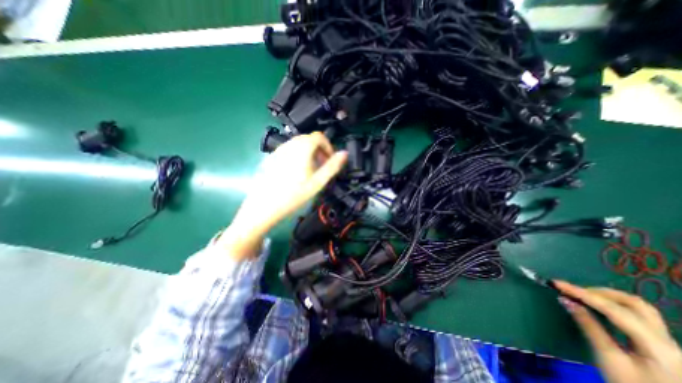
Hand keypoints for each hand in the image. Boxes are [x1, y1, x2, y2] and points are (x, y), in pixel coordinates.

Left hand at [218, 131, 346, 260]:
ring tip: (310, 172)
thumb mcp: (317, 182)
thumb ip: (332, 167)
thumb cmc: (293, 195)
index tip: (330, 161)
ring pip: (299, 145)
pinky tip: (295, 173)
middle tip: (321, 168)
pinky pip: (289, 151)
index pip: (319, 136)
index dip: (328, 147)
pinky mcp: (271, 157)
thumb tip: (345, 154)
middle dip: (319, 150)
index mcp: (302, 148)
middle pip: (309, 139)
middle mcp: (289, 144)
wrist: (262, 207)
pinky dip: (298, 156)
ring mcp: (278, 150)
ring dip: (309, 153)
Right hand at [553, 281, 681, 381]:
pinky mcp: (660, 344)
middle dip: (598, 292)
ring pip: (637, 307)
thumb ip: (589, 327)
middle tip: (572, 291)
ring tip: (582, 296)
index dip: (582, 293)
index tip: (556, 283)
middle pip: (633, 304)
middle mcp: (667, 340)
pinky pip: (637, 315)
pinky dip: (613, 305)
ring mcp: (666, 342)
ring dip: (607, 297)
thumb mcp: (609, 359)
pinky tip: (598, 307)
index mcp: (657, 346)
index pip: (614, 309)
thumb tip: (565, 300)